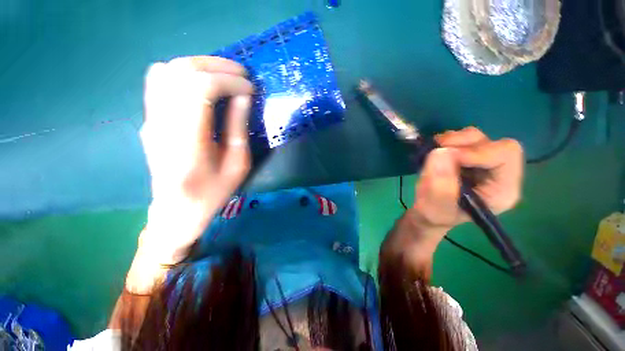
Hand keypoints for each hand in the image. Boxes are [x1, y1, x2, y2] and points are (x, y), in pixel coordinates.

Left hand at [138, 56, 253, 263]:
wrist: (178, 208)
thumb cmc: (213, 192)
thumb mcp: (237, 165)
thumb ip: (238, 128)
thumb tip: (243, 96)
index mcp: (187, 143)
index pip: (200, 90)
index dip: (229, 82)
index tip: (250, 89)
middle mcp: (162, 124)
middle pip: (182, 73)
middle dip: (217, 67)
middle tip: (243, 74)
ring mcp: (152, 119)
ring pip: (169, 70)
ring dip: (201, 65)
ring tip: (226, 74)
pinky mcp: (150, 118)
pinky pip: (159, 80)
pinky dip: (183, 71)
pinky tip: (202, 81)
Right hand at [410, 127, 523, 235]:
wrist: (428, 214)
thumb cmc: (434, 215)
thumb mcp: (435, 207)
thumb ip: (440, 185)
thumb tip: (440, 152)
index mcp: (502, 189)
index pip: (505, 155)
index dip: (476, 151)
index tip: (446, 155)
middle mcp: (499, 173)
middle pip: (492, 143)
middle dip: (462, 143)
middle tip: (436, 151)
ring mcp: (483, 163)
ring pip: (476, 137)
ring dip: (452, 140)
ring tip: (433, 152)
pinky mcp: (468, 158)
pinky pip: (462, 139)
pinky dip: (447, 141)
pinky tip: (435, 152)